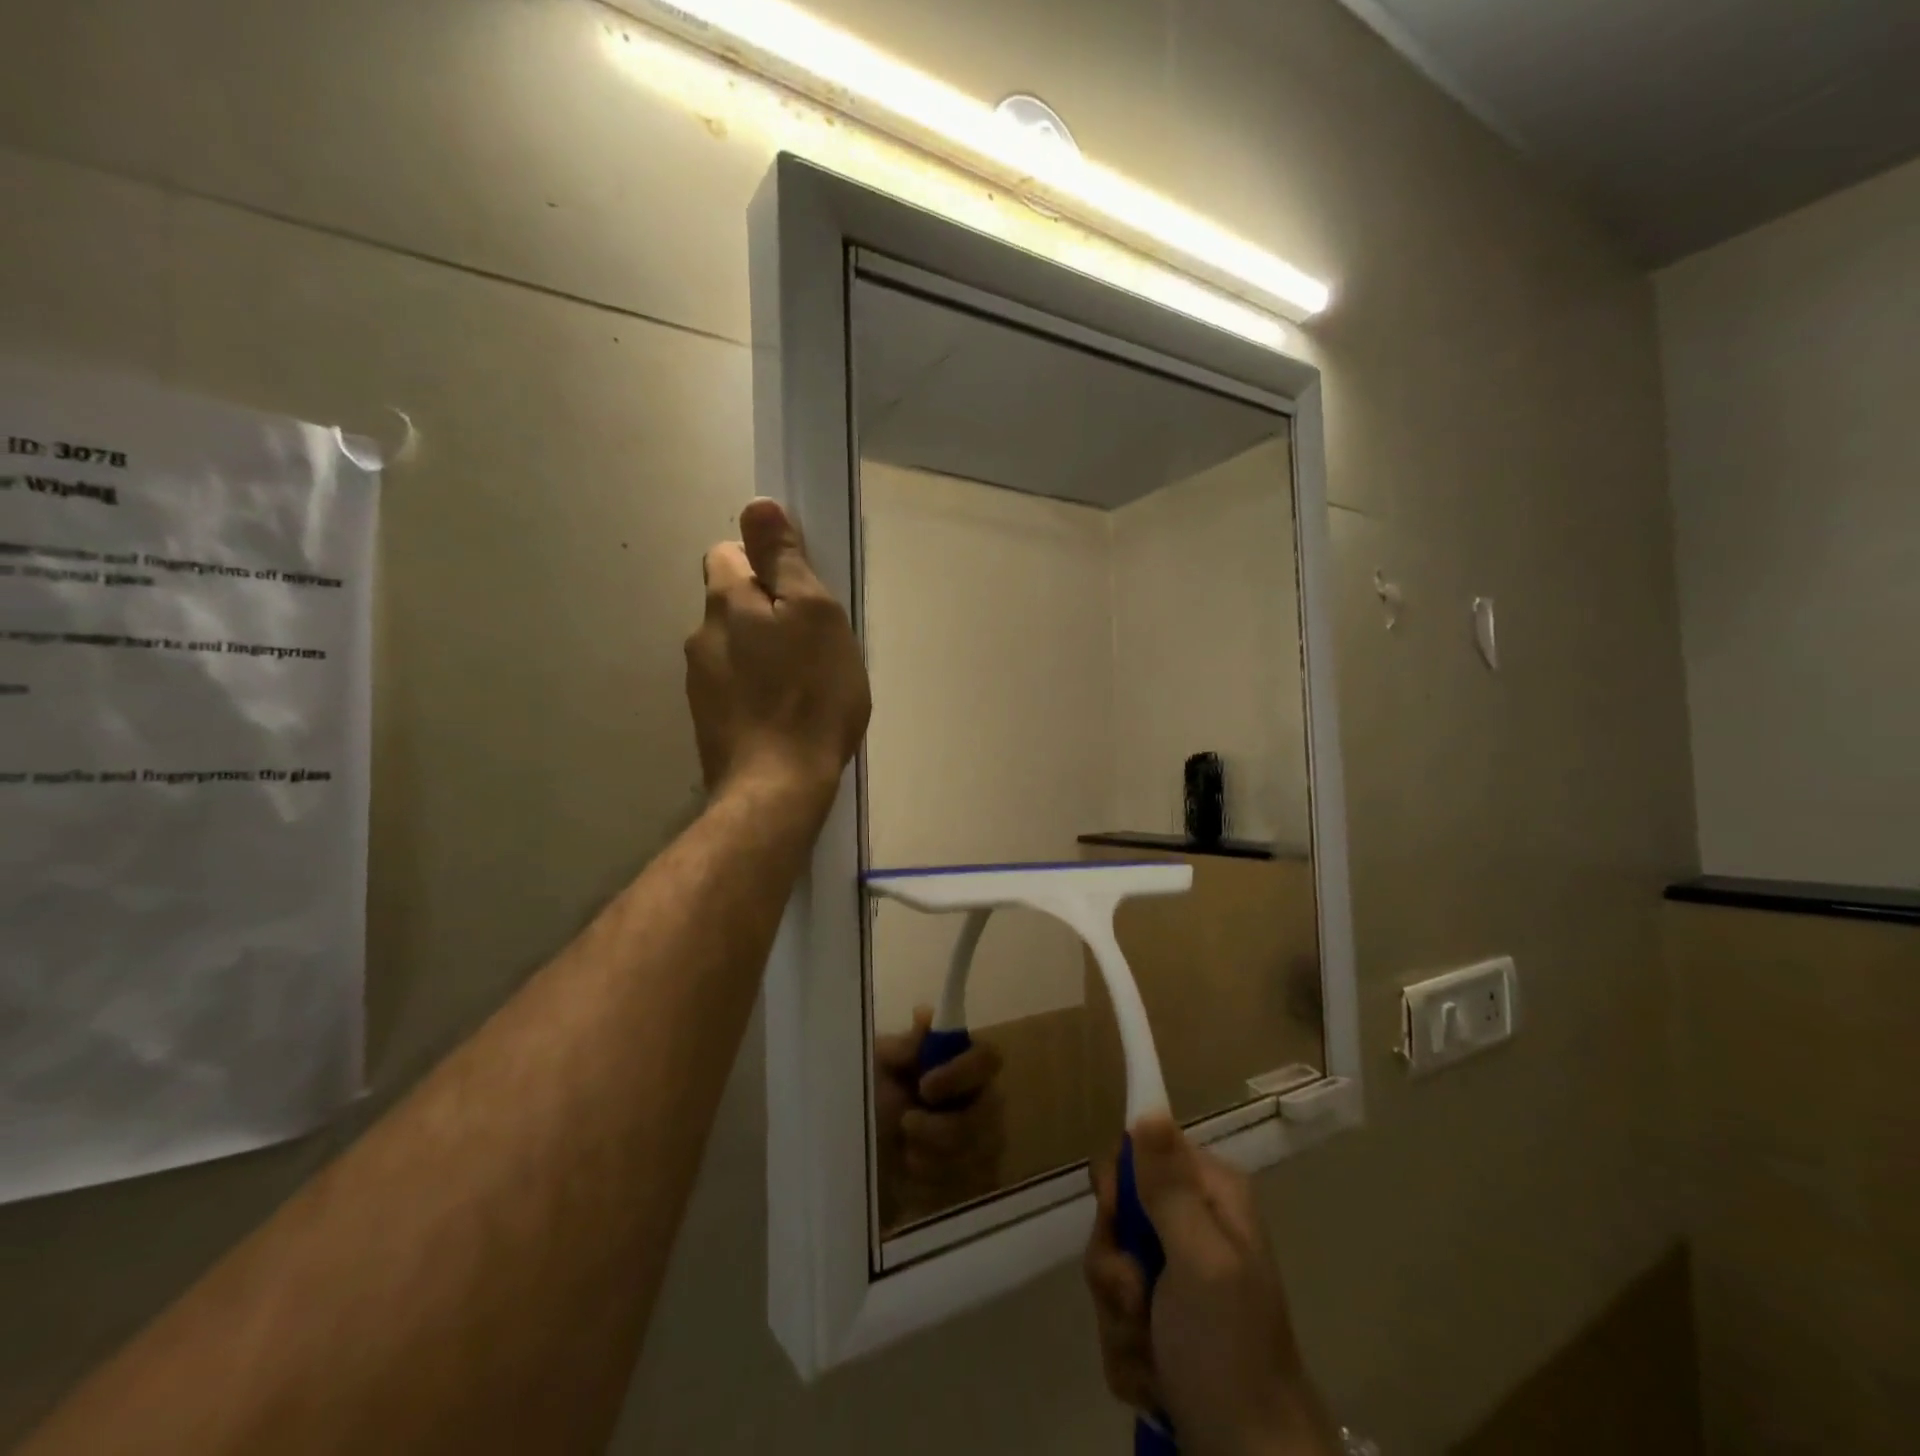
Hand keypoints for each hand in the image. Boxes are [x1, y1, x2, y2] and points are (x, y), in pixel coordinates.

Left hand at [686, 499, 870, 806]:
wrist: (777, 788)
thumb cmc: (809, 695)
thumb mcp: (813, 615)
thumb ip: (784, 560)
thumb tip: (756, 505)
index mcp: (725, 604)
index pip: (727, 554)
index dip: (763, 564)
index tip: (798, 592)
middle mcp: (701, 638)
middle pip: (731, 605)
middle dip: (765, 612)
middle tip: (811, 642)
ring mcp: (701, 685)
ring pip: (734, 649)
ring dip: (762, 654)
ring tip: (802, 685)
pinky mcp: (710, 724)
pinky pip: (735, 688)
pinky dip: (757, 691)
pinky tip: (785, 715)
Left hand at [873, 1007, 1006, 1227]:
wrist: (858, 1169)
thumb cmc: (869, 1105)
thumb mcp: (875, 1070)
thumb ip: (902, 1046)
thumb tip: (926, 1015)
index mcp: (959, 1064)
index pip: (988, 1058)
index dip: (962, 1072)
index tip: (925, 1087)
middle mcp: (981, 1100)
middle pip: (988, 1114)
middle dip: (943, 1129)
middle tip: (906, 1125)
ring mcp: (984, 1143)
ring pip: (979, 1155)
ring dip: (932, 1158)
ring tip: (903, 1154)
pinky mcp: (978, 1183)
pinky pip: (971, 1187)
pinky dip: (934, 1185)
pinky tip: (912, 1178)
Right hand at [1085, 1115, 1336, 1455]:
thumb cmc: (1229, 1353)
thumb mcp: (1200, 1261)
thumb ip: (1167, 1186)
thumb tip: (1148, 1106)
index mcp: (1209, 1195)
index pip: (1138, 1151)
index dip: (1116, 1186)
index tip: (1116, 1219)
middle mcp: (1192, 1225)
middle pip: (1114, 1215)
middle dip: (1114, 1269)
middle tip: (1138, 1300)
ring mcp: (1175, 1278)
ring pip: (1108, 1271)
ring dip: (1119, 1321)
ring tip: (1154, 1357)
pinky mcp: (1160, 1325)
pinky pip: (1115, 1319)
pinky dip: (1128, 1355)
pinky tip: (1157, 1382)